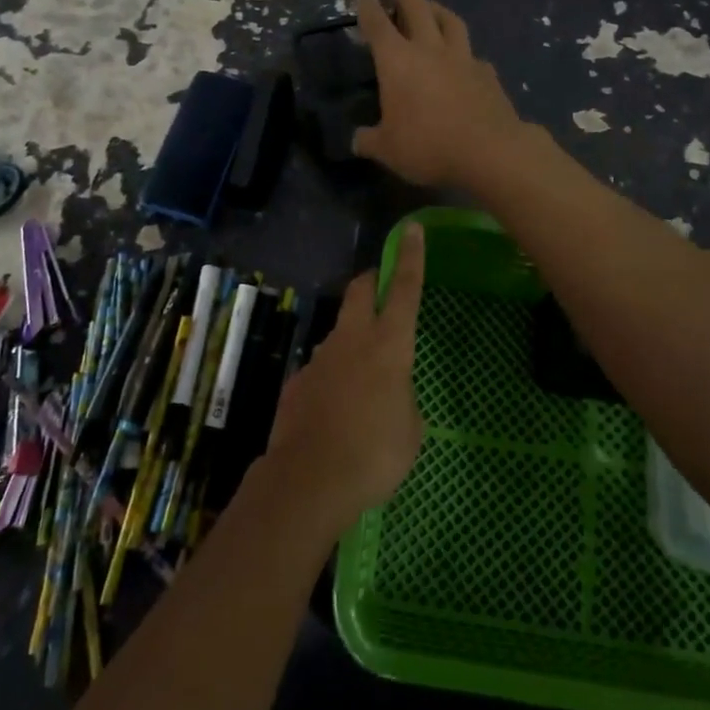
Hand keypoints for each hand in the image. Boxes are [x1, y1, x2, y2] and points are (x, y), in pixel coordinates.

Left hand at [265, 224, 426, 527]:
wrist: (309, 480)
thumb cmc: (375, 454)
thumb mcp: (411, 429)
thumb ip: (403, 398)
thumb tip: (390, 393)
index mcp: (389, 345)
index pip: (404, 289)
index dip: (410, 257)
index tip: (410, 229)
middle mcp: (352, 340)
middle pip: (359, 290)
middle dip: (371, 280)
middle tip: (381, 286)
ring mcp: (320, 358)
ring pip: (339, 331)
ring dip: (353, 338)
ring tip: (364, 378)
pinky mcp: (298, 381)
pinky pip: (322, 368)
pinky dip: (333, 377)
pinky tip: (336, 411)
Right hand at [353, 0, 526, 189]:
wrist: (490, 151)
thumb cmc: (428, 146)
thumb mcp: (387, 150)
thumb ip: (369, 140)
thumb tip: (357, 139)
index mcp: (398, 61)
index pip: (378, 25)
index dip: (368, 8)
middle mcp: (430, 50)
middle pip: (417, 9)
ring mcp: (463, 59)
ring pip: (450, 22)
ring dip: (437, 9)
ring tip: (431, 6)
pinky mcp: (488, 74)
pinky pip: (472, 54)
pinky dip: (464, 50)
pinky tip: (464, 58)